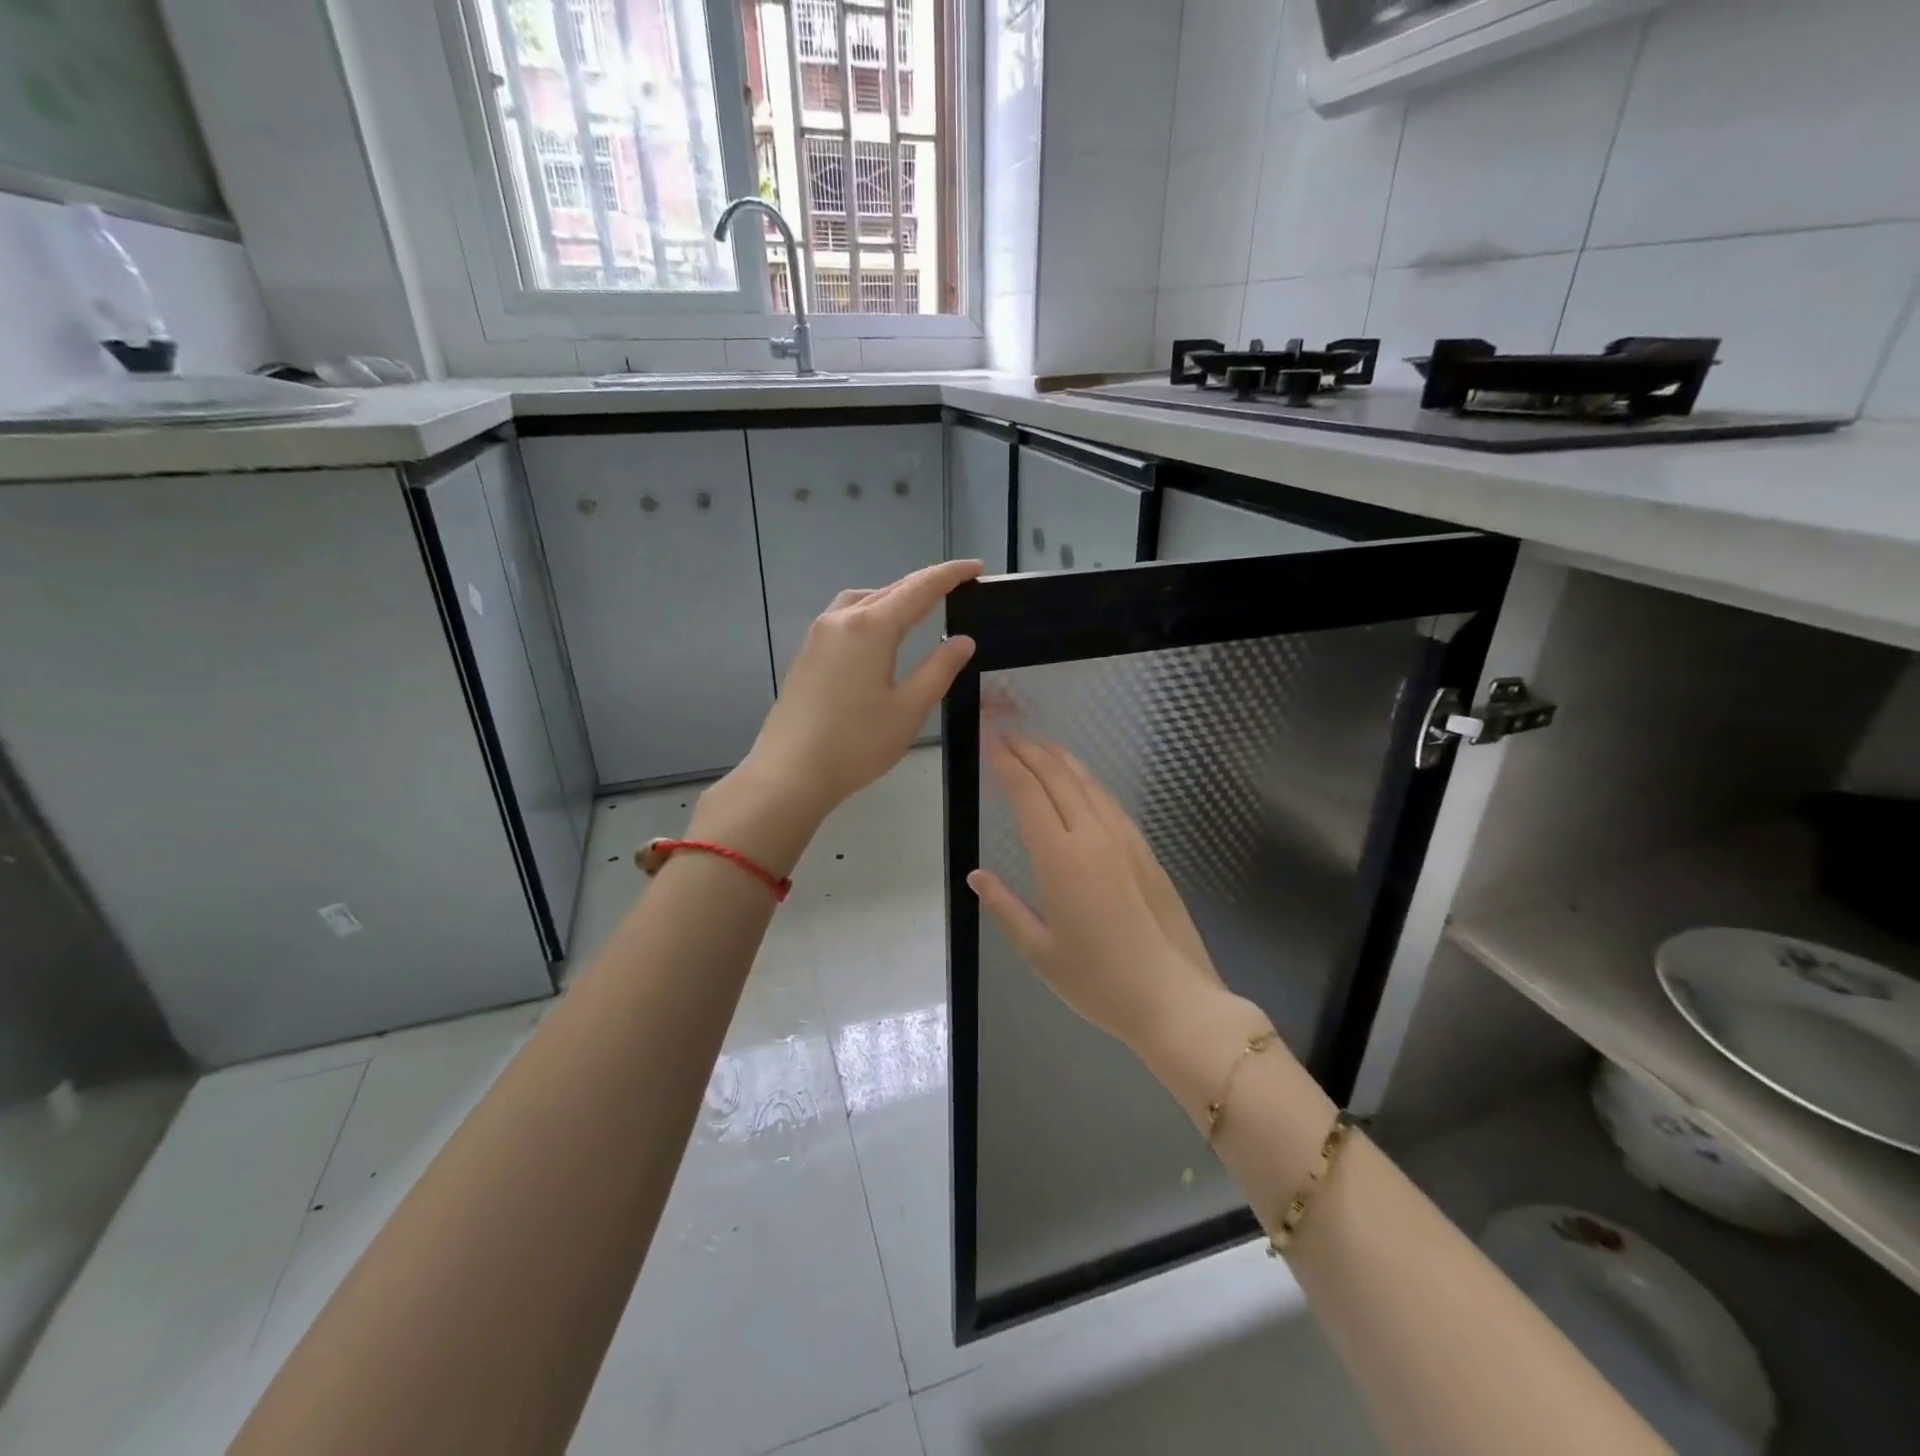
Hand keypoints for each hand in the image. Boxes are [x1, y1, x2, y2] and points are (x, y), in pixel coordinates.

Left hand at [743, 559, 981, 817]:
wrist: (790, 773)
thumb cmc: (856, 744)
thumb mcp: (909, 709)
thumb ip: (939, 669)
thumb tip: (962, 641)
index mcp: (871, 628)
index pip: (920, 589)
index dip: (950, 575)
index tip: (975, 568)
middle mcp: (842, 620)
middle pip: (889, 590)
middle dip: (924, 584)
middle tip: (955, 586)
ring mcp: (818, 636)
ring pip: (862, 601)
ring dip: (892, 597)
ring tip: (916, 608)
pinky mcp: (806, 654)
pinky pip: (844, 618)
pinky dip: (869, 613)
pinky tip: (877, 636)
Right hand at [968, 734, 1230, 1056]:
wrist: (1174, 1000)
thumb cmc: (1099, 983)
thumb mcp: (1039, 952)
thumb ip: (1005, 908)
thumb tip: (976, 876)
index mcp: (1061, 860)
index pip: (1029, 795)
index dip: (1008, 764)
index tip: (991, 743)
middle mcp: (1094, 838)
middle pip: (1059, 778)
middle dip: (1031, 751)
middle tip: (1008, 734)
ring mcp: (1125, 841)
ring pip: (1089, 784)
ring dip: (1061, 758)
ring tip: (1040, 745)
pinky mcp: (1146, 852)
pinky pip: (1110, 802)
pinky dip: (1088, 781)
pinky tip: (1081, 782)